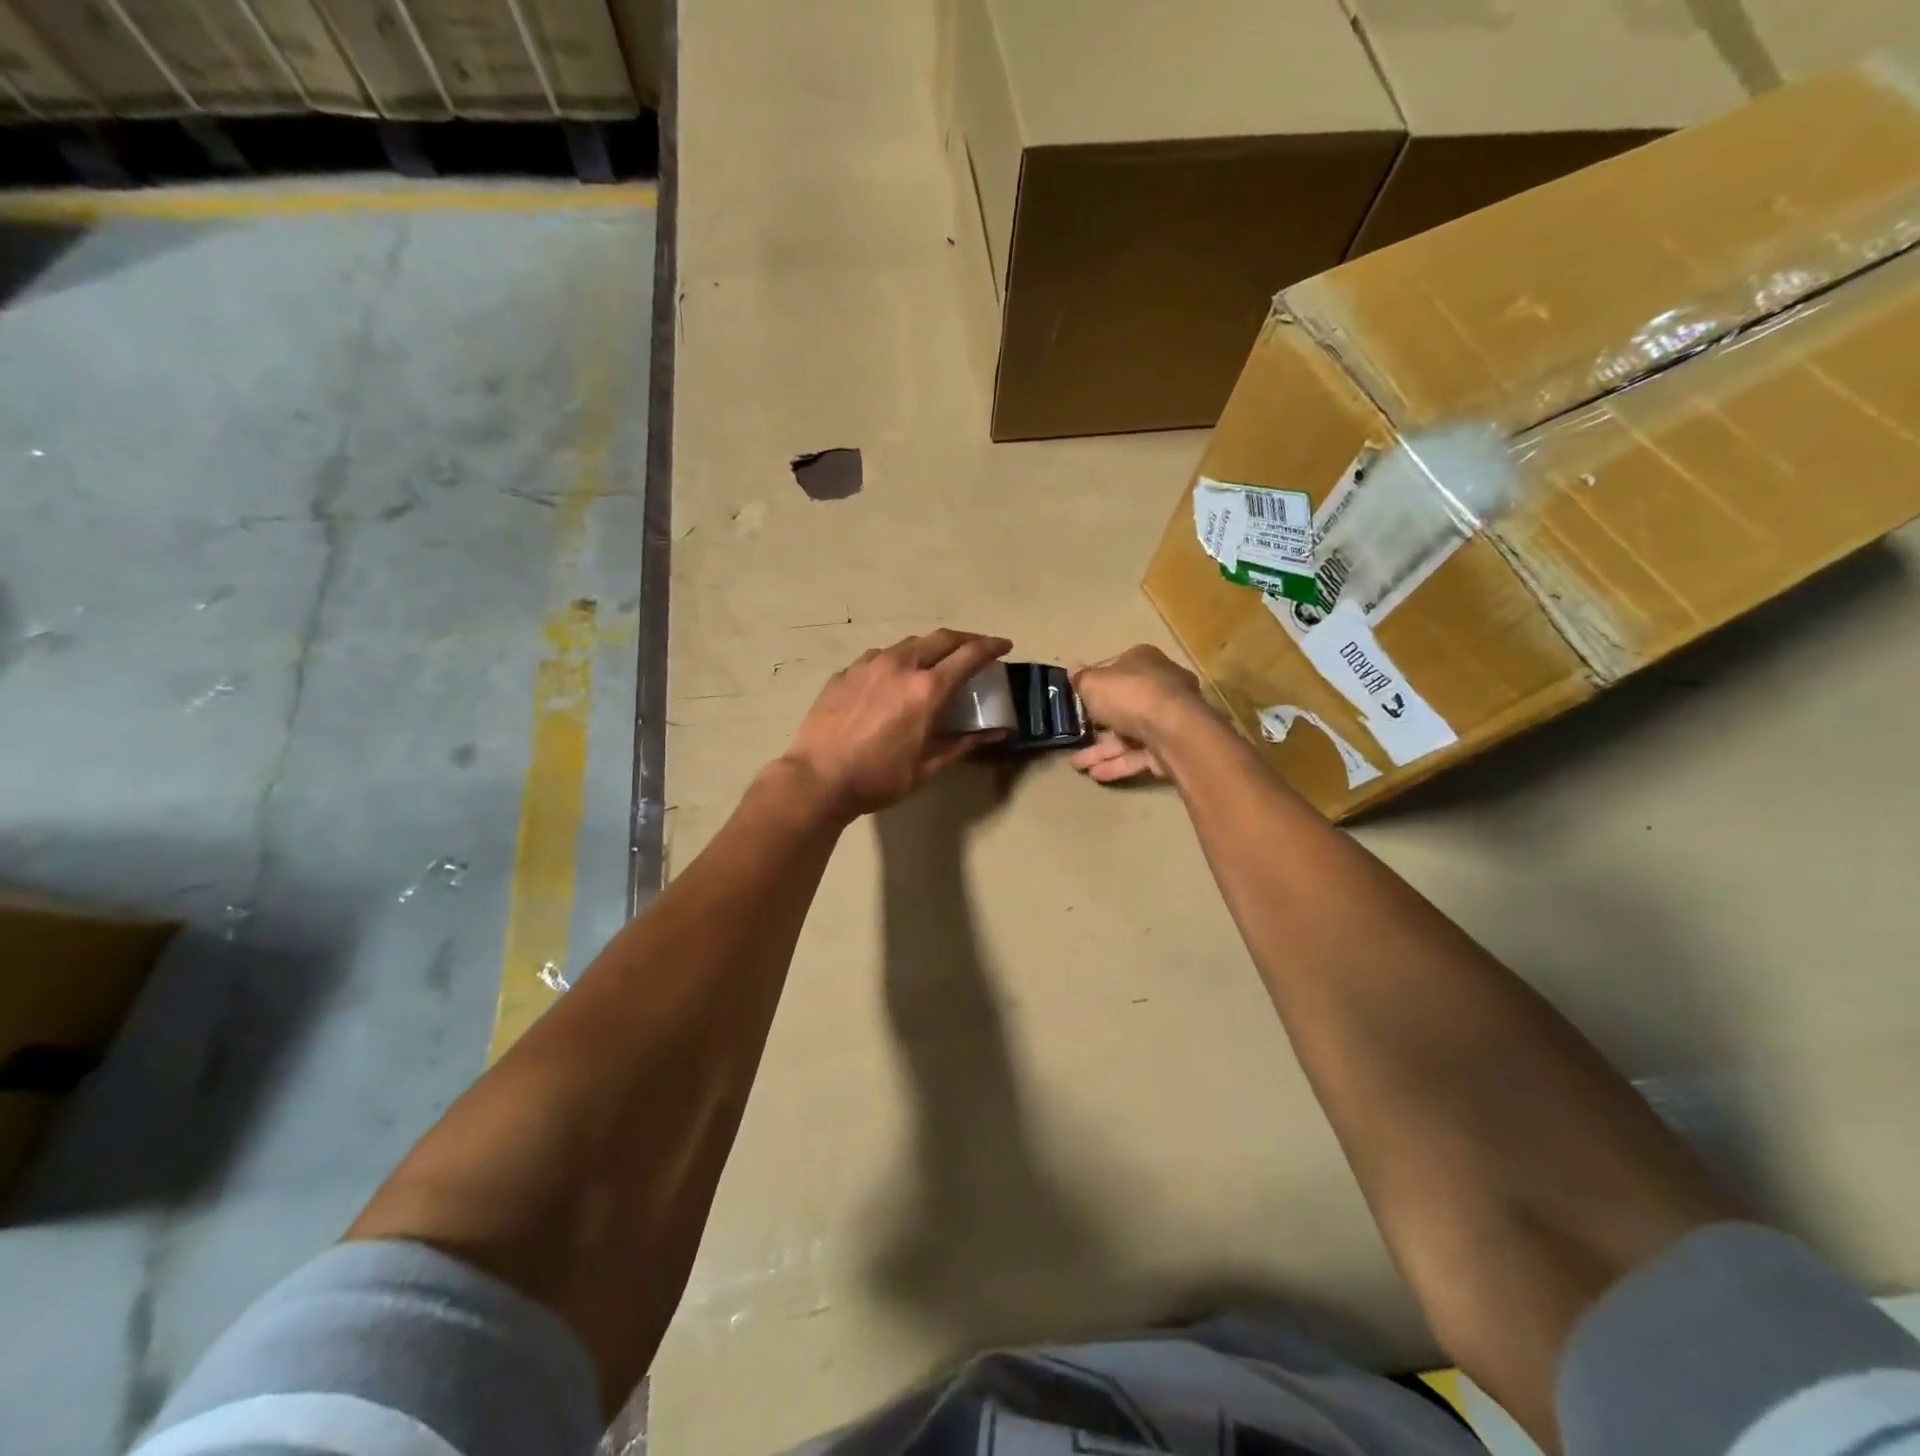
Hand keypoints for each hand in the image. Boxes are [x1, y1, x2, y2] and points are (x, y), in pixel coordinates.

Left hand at [782, 630, 1012, 819]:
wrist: (817, 779)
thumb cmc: (879, 778)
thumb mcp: (928, 767)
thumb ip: (965, 743)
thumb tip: (998, 732)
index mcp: (927, 688)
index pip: (969, 655)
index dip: (991, 647)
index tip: (1004, 646)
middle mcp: (900, 665)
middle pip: (941, 638)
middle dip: (964, 640)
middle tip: (976, 649)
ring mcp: (868, 665)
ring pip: (908, 644)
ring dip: (929, 648)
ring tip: (934, 663)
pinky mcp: (845, 673)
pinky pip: (879, 657)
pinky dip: (897, 660)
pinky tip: (893, 678)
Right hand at [1069, 646, 1208, 783]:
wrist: (1173, 730)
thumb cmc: (1130, 696)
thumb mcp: (1093, 683)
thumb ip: (1081, 679)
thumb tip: (1073, 669)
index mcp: (1144, 661)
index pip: (1115, 670)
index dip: (1094, 686)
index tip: (1077, 702)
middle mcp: (1160, 686)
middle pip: (1123, 705)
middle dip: (1097, 726)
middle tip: (1075, 738)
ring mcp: (1168, 718)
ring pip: (1129, 734)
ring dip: (1102, 751)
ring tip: (1078, 765)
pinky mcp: (1172, 746)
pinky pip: (1139, 754)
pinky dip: (1118, 764)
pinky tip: (1096, 774)